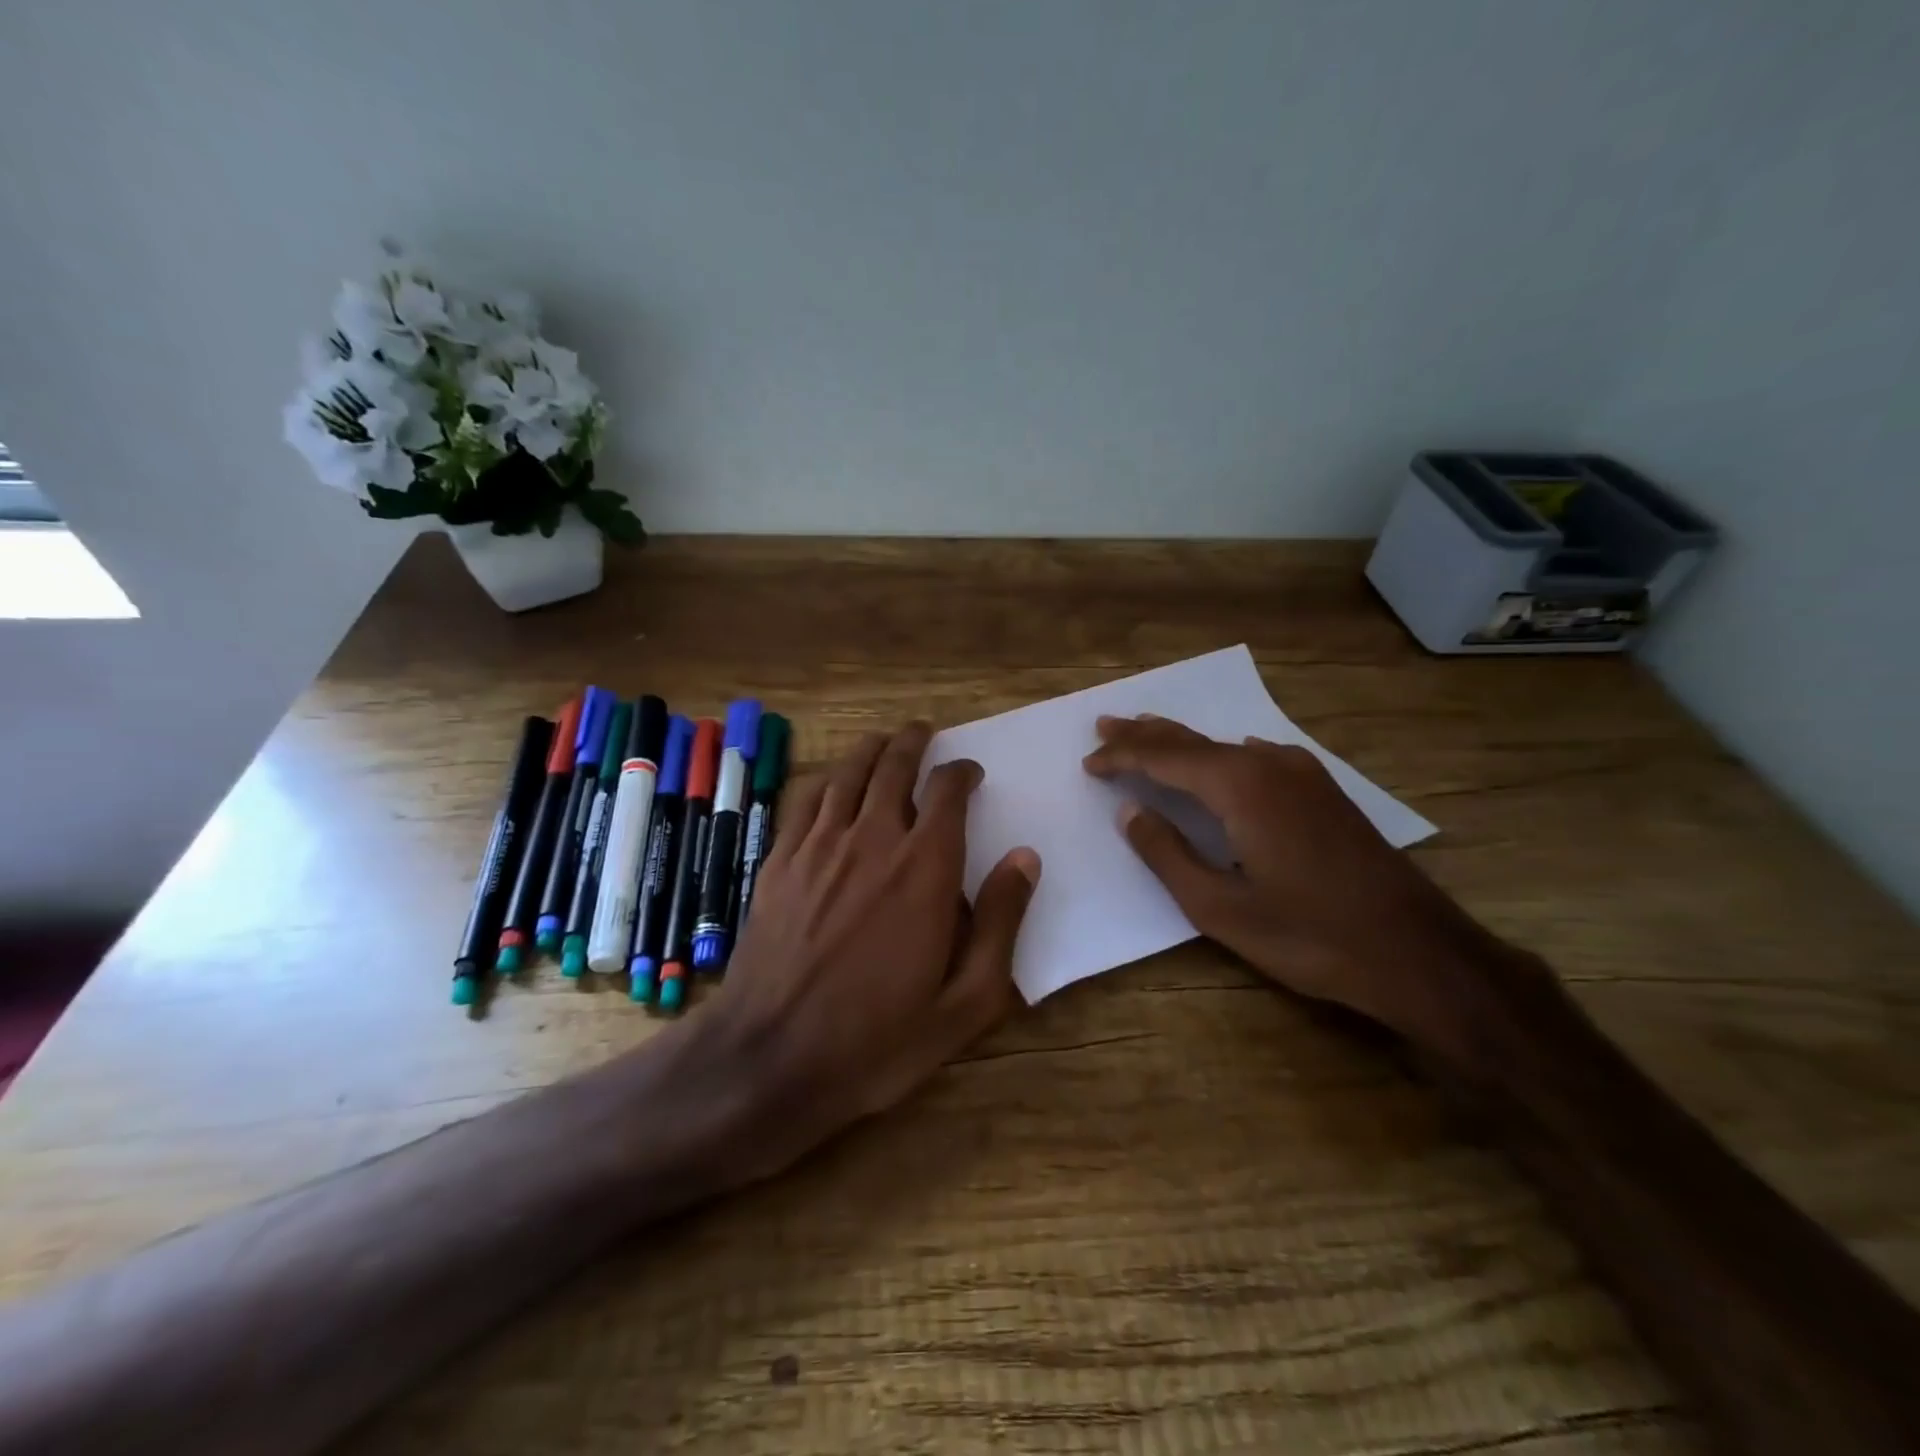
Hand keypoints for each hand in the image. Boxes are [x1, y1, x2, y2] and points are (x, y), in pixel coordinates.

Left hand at [703, 721, 1040, 1177]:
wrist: (771, 1058)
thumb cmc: (878, 1039)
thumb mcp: (965, 1002)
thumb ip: (1001, 924)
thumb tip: (1024, 858)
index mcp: (924, 869)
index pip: (948, 793)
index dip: (962, 773)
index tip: (970, 772)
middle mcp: (872, 840)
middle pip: (894, 767)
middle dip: (913, 743)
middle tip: (924, 732)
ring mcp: (818, 847)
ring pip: (847, 774)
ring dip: (870, 749)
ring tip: (883, 741)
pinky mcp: (779, 862)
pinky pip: (805, 800)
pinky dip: (826, 779)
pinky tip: (831, 781)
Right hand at [1083, 714, 1525, 1066]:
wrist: (1418, 952)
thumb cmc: (1309, 936)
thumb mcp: (1219, 907)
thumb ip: (1167, 854)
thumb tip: (1131, 811)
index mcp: (1240, 787)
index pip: (1163, 758)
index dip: (1122, 757)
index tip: (1088, 762)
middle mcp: (1270, 764)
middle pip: (1193, 740)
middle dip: (1145, 733)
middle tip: (1105, 725)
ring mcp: (1303, 774)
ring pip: (1226, 746)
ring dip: (1182, 742)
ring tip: (1147, 733)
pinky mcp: (1324, 791)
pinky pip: (1257, 757)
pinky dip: (1221, 755)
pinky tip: (1220, 758)